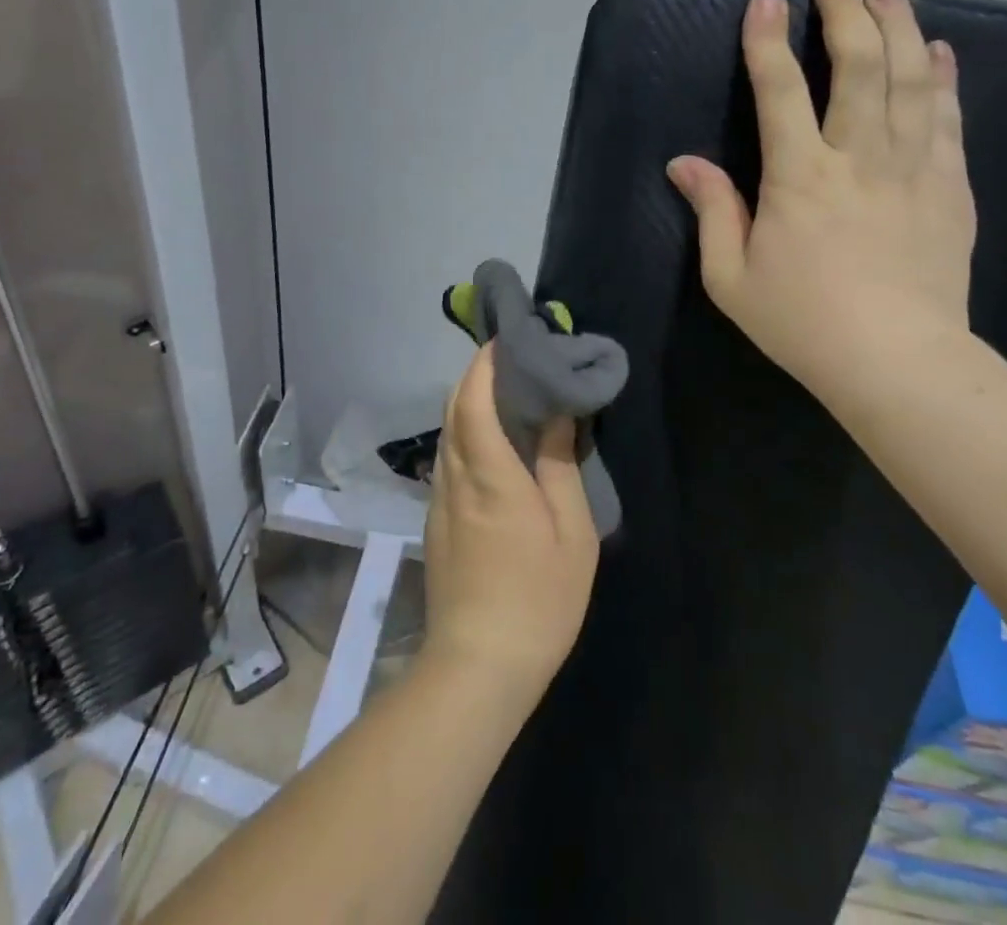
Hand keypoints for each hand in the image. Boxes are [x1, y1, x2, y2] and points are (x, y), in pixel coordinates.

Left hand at [420, 345, 598, 709]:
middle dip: (476, 374)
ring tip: (506, 392)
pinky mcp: (436, 520)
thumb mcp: (570, 533)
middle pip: (455, 408)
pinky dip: (466, 432)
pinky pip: (448, 457)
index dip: (485, 364)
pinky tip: (491, 441)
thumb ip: (558, 466)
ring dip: (469, 402)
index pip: (475, 400)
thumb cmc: (538, 599)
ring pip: (447, 432)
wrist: (478, 666)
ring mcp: (440, 500)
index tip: (507, 340)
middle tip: (512, 359)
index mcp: (490, 475)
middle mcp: (456, 477)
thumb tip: (555, 414)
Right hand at [666, 0, 975, 399]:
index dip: (768, 41)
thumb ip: (712, 212)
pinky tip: (938, 51)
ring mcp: (912, 169)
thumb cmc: (803, 322)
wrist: (897, 363)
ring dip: (898, 27)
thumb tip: (684, 163)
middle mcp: (858, 158)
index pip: (780, 90)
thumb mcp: (731, 277)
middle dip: (846, 14)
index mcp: (799, 178)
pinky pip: (949, 119)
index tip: (767, 0)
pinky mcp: (950, 188)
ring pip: (910, 80)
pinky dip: (943, 78)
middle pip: (858, 66)